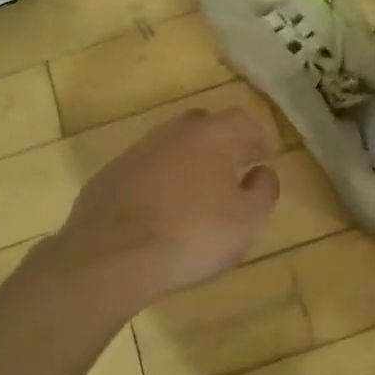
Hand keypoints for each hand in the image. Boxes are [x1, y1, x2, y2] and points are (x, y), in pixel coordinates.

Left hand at [42, 107, 279, 311]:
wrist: (113, 254)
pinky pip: (144, 169)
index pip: (241, 120)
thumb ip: (263, 190)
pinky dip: (157, 181)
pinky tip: (158, 211)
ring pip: (171, 146)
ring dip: (186, 163)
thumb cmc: (193, 235)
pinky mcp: (111, 173)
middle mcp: (173, 131)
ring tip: (194, 196)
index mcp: (212, 134)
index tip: (260, 158)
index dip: (255, 138)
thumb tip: (263, 171)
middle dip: (220, 145)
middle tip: (229, 174)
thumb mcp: (247, 220)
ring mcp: (137, 150)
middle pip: (203, 126)